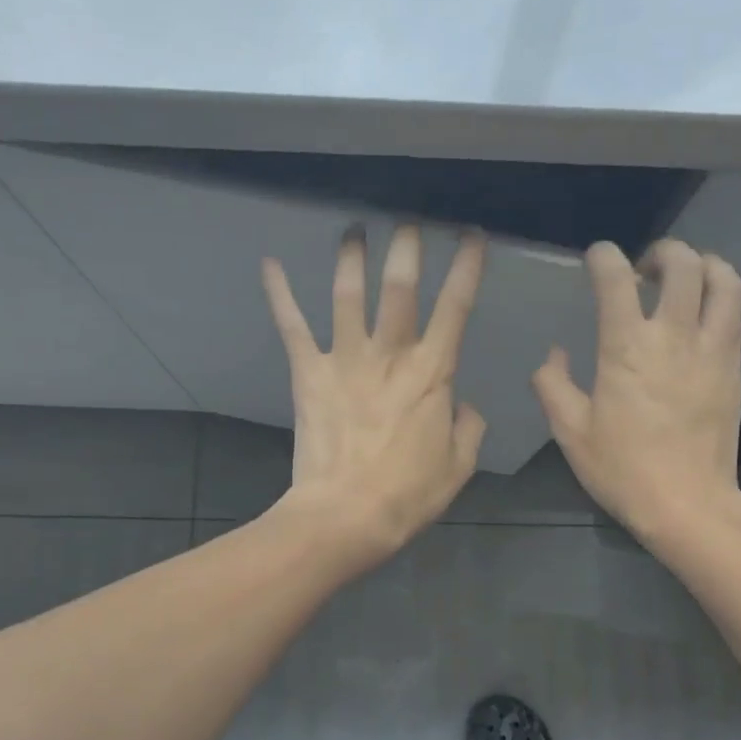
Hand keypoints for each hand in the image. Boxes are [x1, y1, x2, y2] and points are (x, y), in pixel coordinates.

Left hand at [263, 224, 487, 567]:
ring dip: (351, 257)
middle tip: (408, 223)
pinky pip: (293, 327)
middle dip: (407, 247)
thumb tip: (462, 405)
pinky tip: (269, 263)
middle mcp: (389, 355)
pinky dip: (279, 294)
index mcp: (432, 373)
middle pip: (399, 287)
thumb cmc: (408, 495)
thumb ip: (467, 428)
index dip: (467, 266)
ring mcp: (344, 360)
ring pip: (348, 295)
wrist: (346, 517)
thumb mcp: (458, 466)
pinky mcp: (309, 374)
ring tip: (354, 229)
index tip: (471, 235)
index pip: (456, 306)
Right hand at [532, 238, 740, 541]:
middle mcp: (674, 337)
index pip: (617, 279)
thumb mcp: (570, 431)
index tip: (597, 259)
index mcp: (627, 348)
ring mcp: (712, 350)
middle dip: (663, 253)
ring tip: (687, 277)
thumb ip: (553, 384)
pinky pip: (735, 315)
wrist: (687, 504)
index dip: (605, 257)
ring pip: (724, 282)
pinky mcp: (734, 368)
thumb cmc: (622, 468)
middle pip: (683, 265)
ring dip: (704, 265)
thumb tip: (555, 354)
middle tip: (645, 269)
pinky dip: (721, 298)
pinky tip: (702, 315)